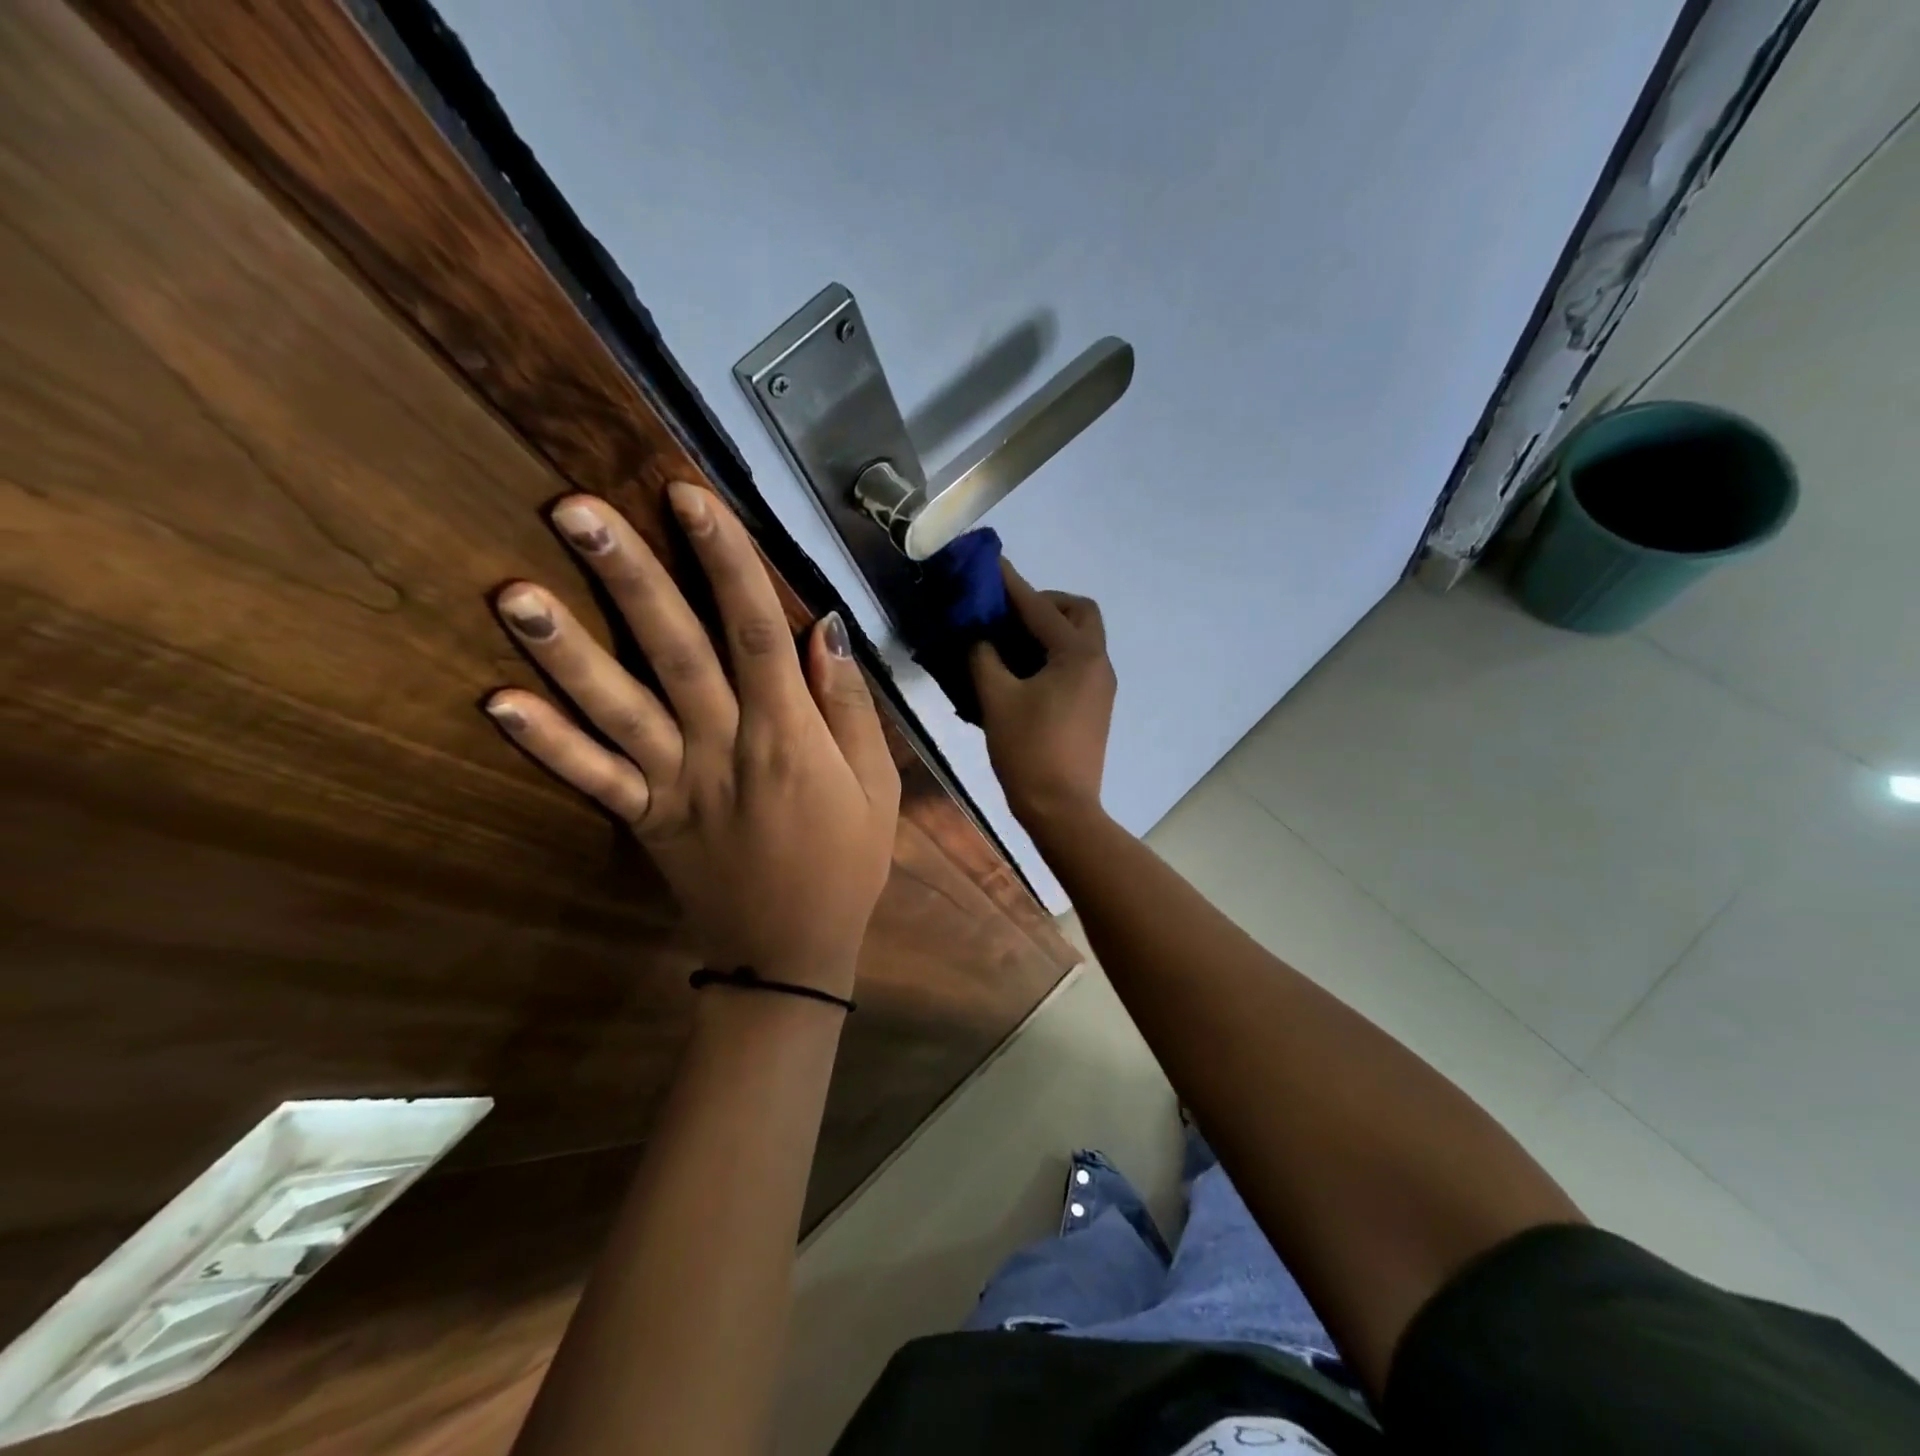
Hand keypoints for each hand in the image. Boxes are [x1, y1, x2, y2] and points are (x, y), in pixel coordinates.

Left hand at [484, 484, 899, 995]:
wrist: (790, 954)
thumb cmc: (847, 863)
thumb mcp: (876, 785)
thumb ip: (848, 708)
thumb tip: (822, 629)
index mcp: (789, 736)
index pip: (756, 632)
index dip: (725, 561)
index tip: (688, 497)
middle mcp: (725, 748)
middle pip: (676, 652)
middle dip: (631, 578)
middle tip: (576, 510)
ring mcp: (676, 785)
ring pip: (620, 709)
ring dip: (569, 651)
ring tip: (512, 593)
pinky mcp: (646, 820)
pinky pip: (593, 779)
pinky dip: (547, 743)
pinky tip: (499, 701)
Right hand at [969, 560, 1115, 827]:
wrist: (1061, 808)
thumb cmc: (1028, 751)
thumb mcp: (997, 699)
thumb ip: (983, 658)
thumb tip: (978, 637)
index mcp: (1078, 654)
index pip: (1041, 607)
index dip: (1012, 585)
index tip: (991, 564)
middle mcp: (1098, 663)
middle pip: (1080, 613)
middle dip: (1046, 604)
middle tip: (1010, 614)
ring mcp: (1101, 686)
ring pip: (1082, 639)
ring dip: (1051, 630)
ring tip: (1011, 642)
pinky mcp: (1096, 706)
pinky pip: (1078, 664)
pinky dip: (1054, 655)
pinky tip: (1024, 672)